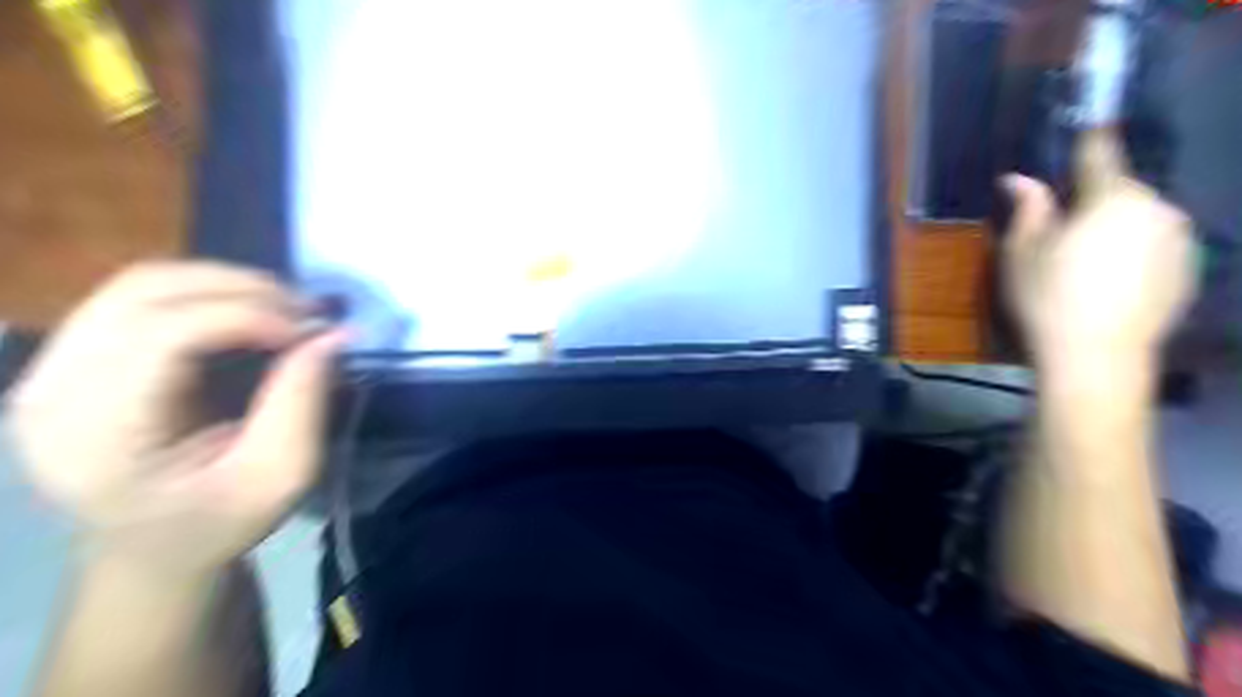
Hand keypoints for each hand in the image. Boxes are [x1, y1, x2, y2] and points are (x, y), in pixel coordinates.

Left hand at [4, 261, 344, 576]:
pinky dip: (204, 293)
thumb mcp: (277, 478)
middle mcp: (53, 389)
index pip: (163, 333)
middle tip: (305, 313)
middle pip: (145, 292)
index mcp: (95, 435)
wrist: (148, 552)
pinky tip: (246, 315)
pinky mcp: (70, 358)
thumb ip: (302, 405)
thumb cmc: (215, 524)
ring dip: (225, 284)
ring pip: (140, 282)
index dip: (247, 316)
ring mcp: (50, 368)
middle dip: (241, 288)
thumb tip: (332, 334)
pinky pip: (138, 297)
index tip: (309, 333)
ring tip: (282, 310)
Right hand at [1003, 129, 1199, 368]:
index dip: (1088, 138)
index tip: (1085, 123)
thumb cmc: (1048, 297)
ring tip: (1087, 262)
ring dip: (1116, 227)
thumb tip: (1018, 179)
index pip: (1100, 153)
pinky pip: (1157, 246)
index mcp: (1113, 197)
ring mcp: (1180, 238)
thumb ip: (1028, 209)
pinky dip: (1135, 252)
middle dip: (1094, 200)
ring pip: (1141, 218)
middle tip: (1063, 230)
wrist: (1097, 356)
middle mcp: (1158, 207)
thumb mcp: (1021, 252)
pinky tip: (1110, 282)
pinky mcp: (1190, 268)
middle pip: (1121, 190)